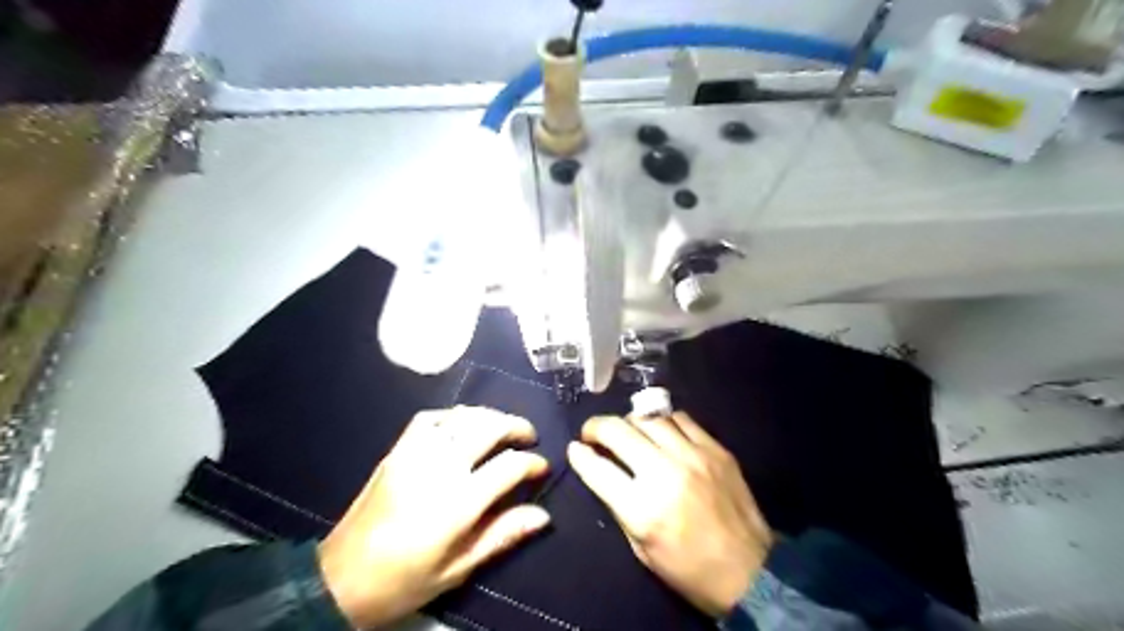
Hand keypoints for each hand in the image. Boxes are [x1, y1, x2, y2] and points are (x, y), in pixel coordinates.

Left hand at [318, 408, 551, 627]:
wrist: (340, 578)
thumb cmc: (404, 581)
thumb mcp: (458, 568)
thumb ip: (502, 535)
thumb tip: (542, 515)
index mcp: (458, 501)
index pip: (509, 467)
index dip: (533, 463)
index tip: (542, 468)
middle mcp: (440, 467)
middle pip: (488, 428)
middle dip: (516, 426)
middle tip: (529, 436)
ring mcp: (415, 454)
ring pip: (461, 417)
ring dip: (488, 416)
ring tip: (501, 426)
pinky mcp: (397, 451)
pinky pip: (429, 419)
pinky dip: (452, 416)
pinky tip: (462, 424)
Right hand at [572, 413, 774, 614]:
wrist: (750, 571)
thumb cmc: (688, 569)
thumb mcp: (641, 548)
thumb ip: (618, 504)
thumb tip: (598, 469)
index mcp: (642, 509)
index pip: (598, 468)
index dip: (580, 455)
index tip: (575, 448)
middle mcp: (665, 473)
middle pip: (618, 431)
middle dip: (596, 427)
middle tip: (593, 433)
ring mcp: (693, 456)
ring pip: (648, 417)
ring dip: (629, 422)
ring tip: (628, 432)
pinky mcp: (716, 449)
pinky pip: (681, 418)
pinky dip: (663, 421)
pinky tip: (661, 432)